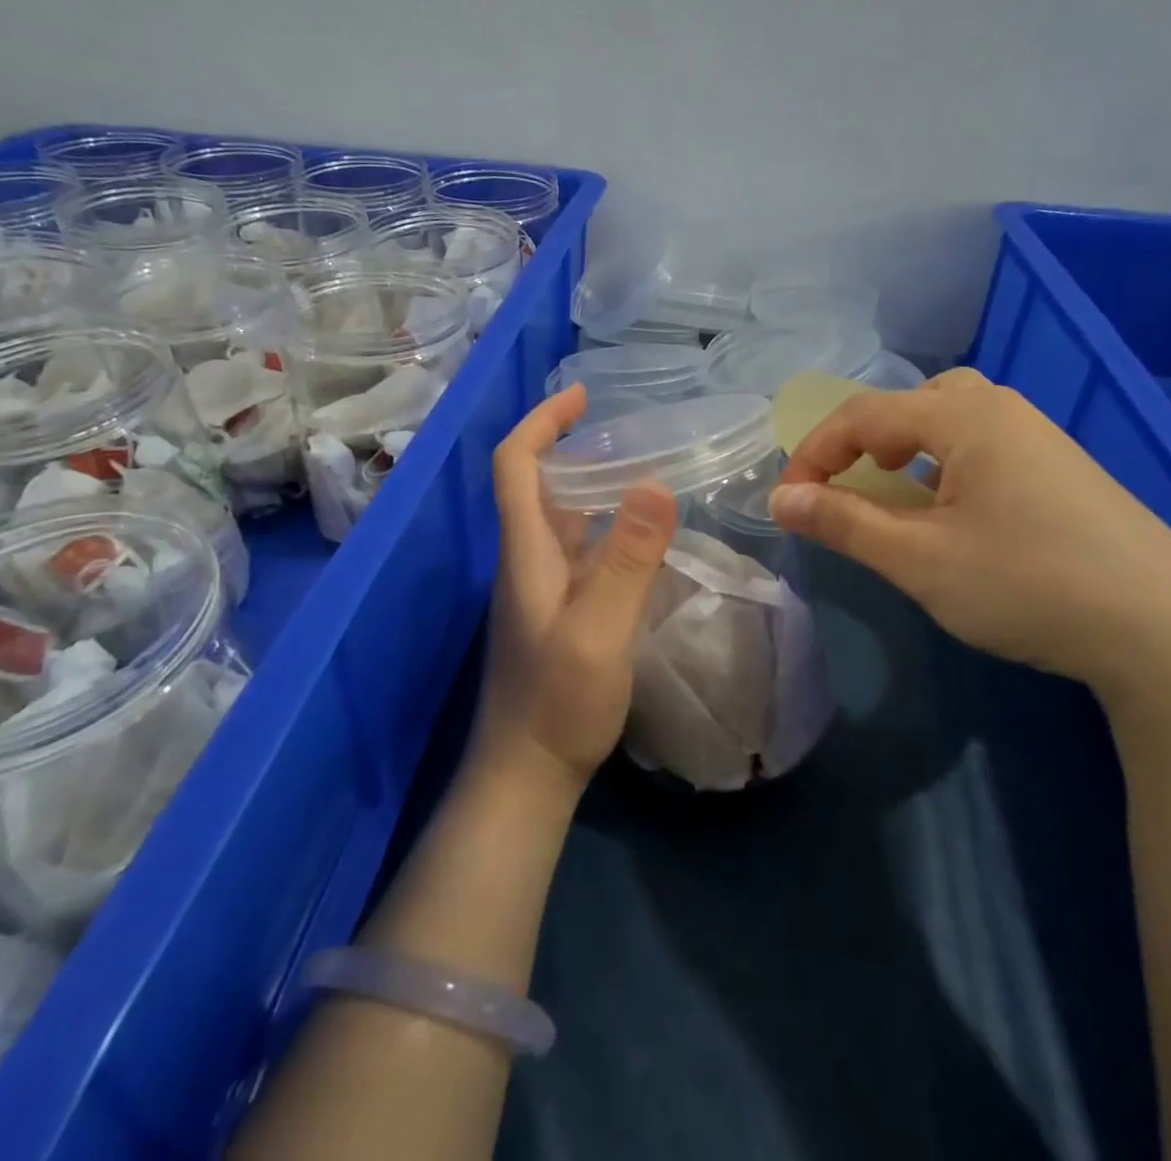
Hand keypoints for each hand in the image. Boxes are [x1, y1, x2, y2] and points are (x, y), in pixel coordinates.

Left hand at [475, 383, 678, 796]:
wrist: (526, 774)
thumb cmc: (557, 704)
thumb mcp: (599, 630)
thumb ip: (627, 560)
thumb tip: (654, 483)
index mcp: (525, 550)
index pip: (515, 464)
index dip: (541, 421)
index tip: (582, 395)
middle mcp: (527, 559)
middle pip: (537, 483)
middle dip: (572, 444)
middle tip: (628, 431)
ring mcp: (541, 587)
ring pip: (561, 517)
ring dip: (591, 484)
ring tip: (643, 469)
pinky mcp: (557, 611)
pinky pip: (580, 549)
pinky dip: (605, 526)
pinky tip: (641, 536)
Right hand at [768, 369, 1170, 694]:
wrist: (1168, 632)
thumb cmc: (1026, 584)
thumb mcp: (918, 559)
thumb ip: (844, 522)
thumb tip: (782, 499)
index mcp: (964, 417)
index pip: (863, 415)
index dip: (814, 453)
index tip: (788, 501)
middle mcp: (1003, 411)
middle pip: (910, 402)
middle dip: (863, 440)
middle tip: (846, 485)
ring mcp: (1041, 438)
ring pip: (950, 420)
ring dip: (905, 448)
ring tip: (895, 491)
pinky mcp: (1064, 470)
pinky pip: (983, 445)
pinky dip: (945, 464)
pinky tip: (954, 511)